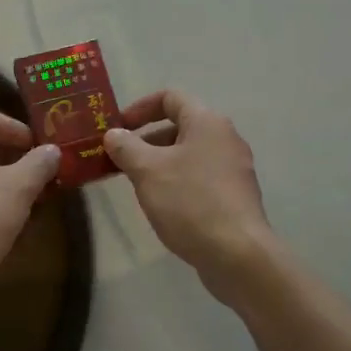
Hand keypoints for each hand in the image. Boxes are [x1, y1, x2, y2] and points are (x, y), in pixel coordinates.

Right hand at [104, 91, 277, 295]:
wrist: (237, 254)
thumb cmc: (190, 202)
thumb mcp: (147, 171)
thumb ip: (126, 147)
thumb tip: (114, 134)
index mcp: (207, 122)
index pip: (171, 97)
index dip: (140, 107)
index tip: (118, 128)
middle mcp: (226, 138)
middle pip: (180, 126)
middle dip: (146, 140)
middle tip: (121, 161)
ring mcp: (234, 168)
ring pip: (190, 154)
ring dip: (160, 163)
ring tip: (137, 185)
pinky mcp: (236, 196)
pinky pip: (201, 177)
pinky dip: (178, 181)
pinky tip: (164, 206)